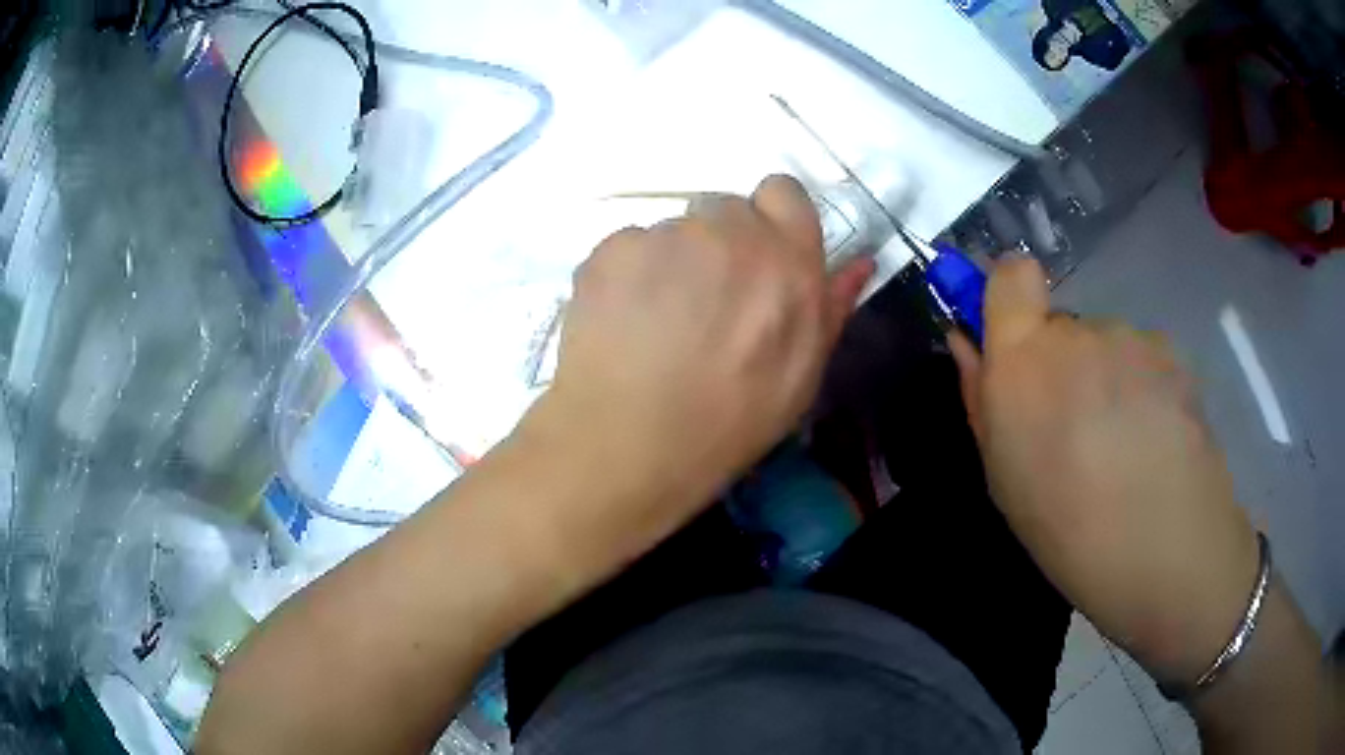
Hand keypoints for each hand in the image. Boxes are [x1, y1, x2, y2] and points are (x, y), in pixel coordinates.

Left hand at [519, 175, 872, 569]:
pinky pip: (628, 247)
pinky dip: (628, 275)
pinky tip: (623, 323)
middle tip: (706, 303)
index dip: (771, 219)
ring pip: (673, 231)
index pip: (783, 191)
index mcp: (788, 260)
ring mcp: (666, 235)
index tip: (759, 257)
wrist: (630, 444)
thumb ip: (831, 308)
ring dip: (672, 262)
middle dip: (720, 245)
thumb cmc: (729, 422)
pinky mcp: (611, 248)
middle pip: (725, 210)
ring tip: (658, 324)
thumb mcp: (801, 376)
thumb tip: (859, 263)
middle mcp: (730, 231)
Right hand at [949, 257, 1259, 685]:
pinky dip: (1145, 390)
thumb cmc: (1067, 529)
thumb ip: (982, 397)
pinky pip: (1145, 361)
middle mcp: (1078, 333)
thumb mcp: (1004, 476)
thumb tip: (967, 342)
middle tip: (1079, 431)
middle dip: (1064, 365)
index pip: (1011, 275)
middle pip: (1063, 326)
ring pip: (1108, 347)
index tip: (1016, 338)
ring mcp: (1132, 339)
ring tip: (1124, 448)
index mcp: (1024, 361)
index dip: (1010, 295)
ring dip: (1108, 381)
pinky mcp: (1173, 354)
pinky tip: (1155, 443)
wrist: (1163, 551)